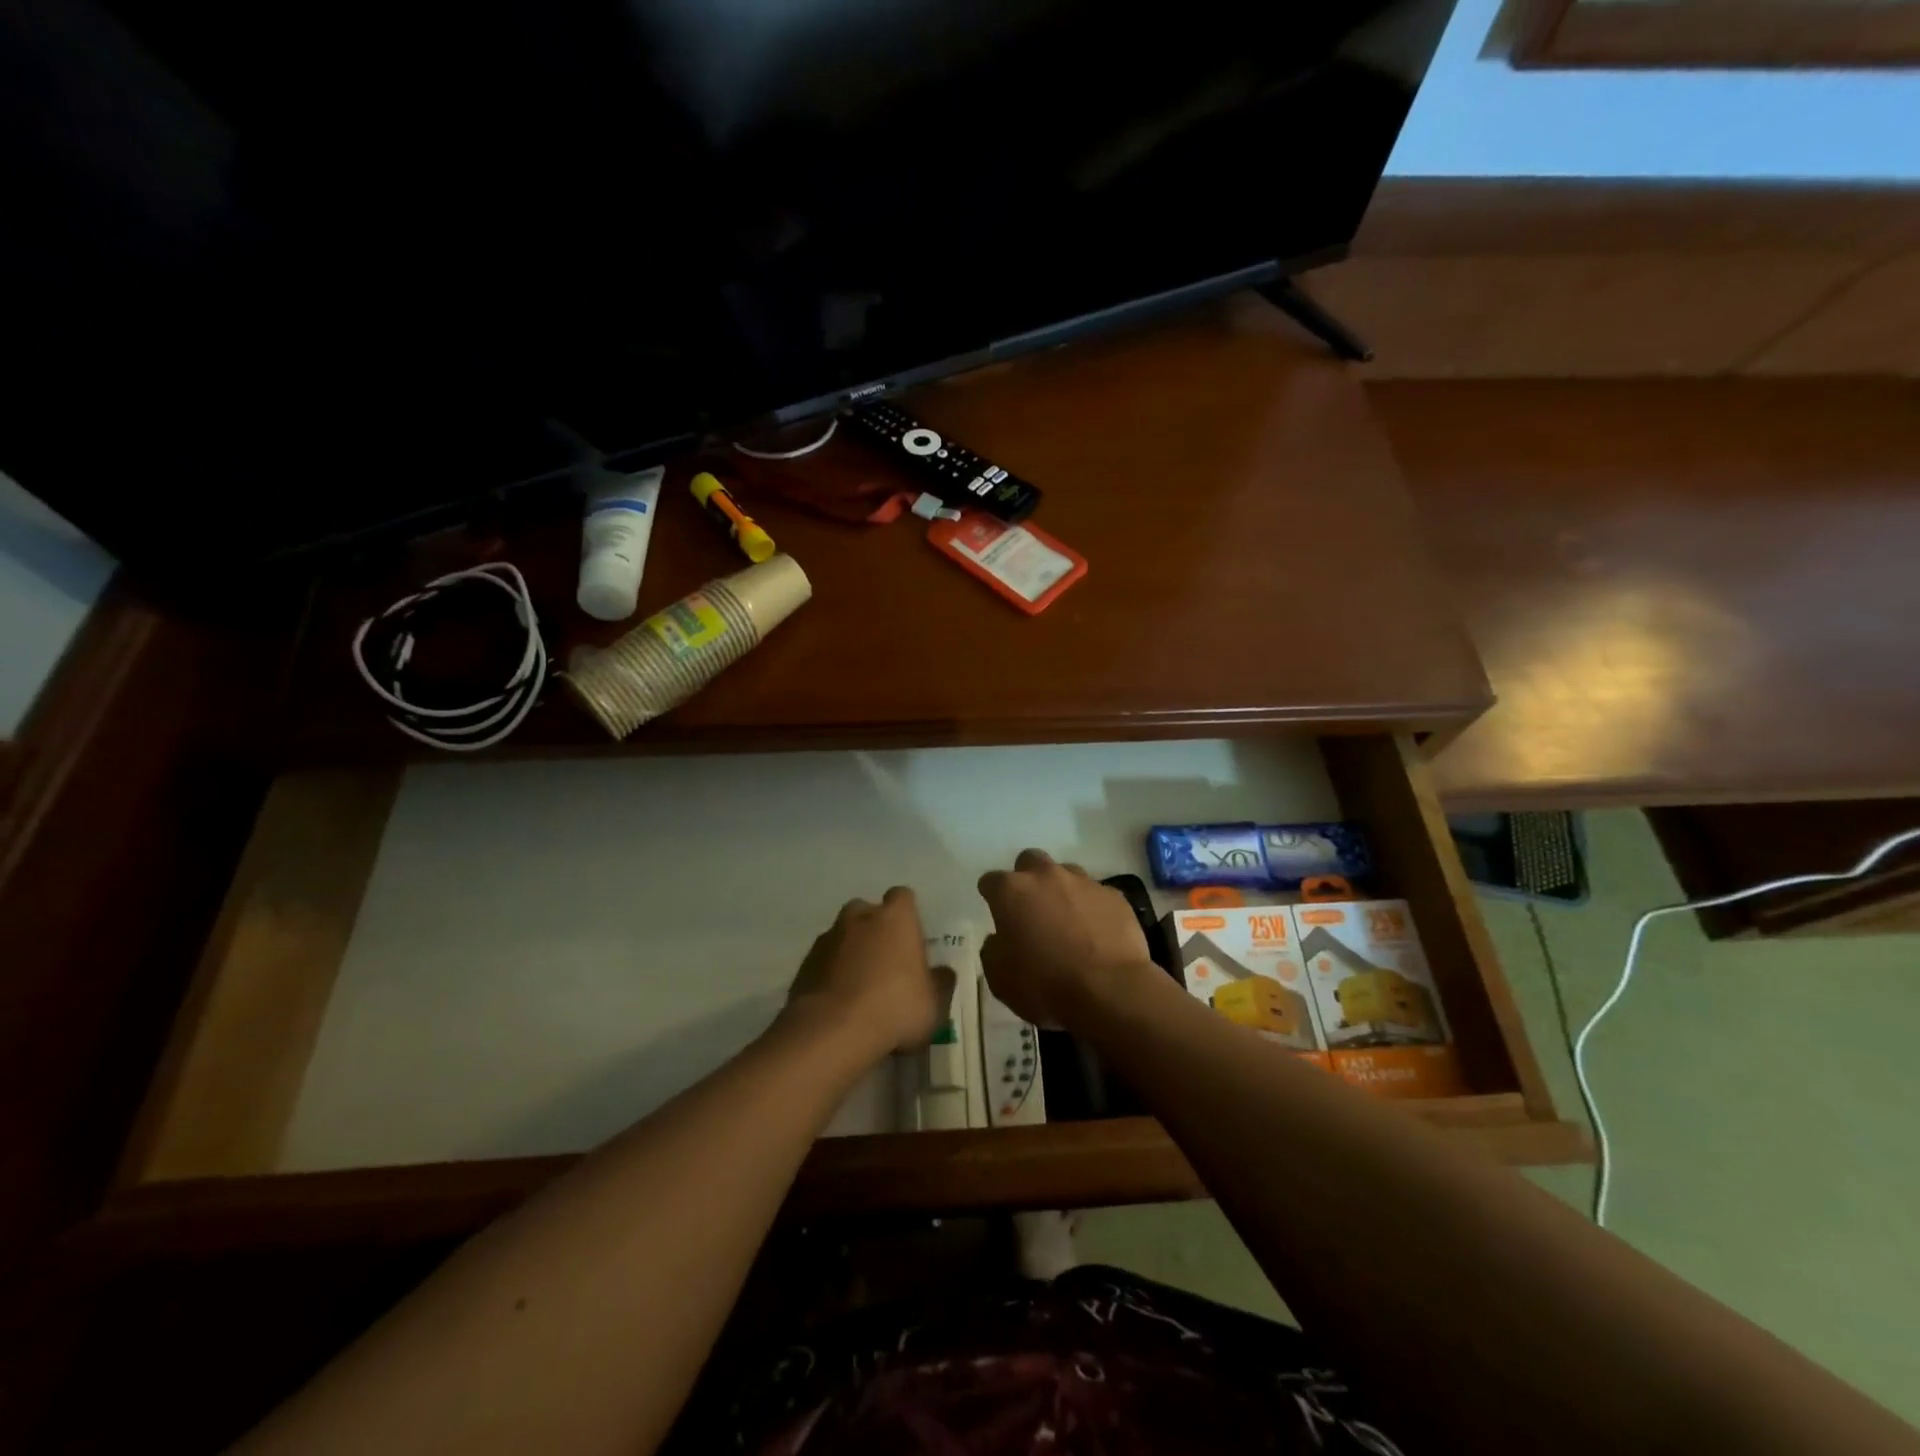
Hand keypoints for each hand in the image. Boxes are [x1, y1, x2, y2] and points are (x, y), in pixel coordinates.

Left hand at [784, 887, 954, 1062]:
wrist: (832, 1032)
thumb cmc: (895, 1008)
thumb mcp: (934, 1003)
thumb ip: (940, 982)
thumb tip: (943, 972)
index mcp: (895, 917)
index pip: (903, 897)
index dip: (907, 915)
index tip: (912, 939)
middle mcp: (860, 917)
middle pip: (868, 911)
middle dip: (875, 929)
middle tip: (885, 961)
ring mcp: (828, 938)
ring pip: (842, 935)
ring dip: (851, 951)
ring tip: (859, 986)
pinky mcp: (804, 963)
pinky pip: (823, 960)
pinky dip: (830, 972)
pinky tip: (838, 1001)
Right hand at [977, 850, 1153, 1028]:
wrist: (1110, 992)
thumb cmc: (1045, 986)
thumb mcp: (1000, 979)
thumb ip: (993, 950)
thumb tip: (999, 939)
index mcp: (1012, 891)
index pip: (991, 881)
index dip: (992, 897)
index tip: (997, 914)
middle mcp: (1047, 876)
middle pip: (1030, 861)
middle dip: (1027, 879)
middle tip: (1031, 908)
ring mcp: (1084, 882)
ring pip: (1066, 873)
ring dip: (1061, 890)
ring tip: (1067, 921)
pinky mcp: (1114, 896)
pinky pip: (1097, 894)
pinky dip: (1091, 907)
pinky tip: (1096, 933)